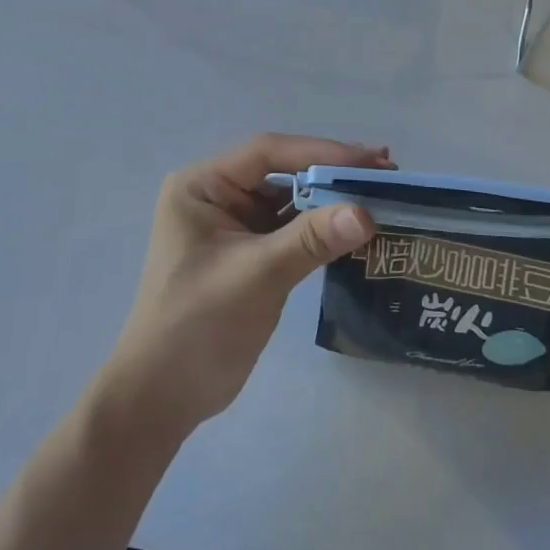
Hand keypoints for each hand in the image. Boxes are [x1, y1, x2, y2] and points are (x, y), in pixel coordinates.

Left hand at [91, 134, 387, 447]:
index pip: (267, 153)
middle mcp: (217, 195)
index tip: (371, 159)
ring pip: (290, 200)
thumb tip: (367, 213)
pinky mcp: (250, 253)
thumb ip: (310, 240)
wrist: (162, 397)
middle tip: (387, 172)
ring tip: (381, 196)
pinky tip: (358, 228)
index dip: (321, 152)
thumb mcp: (255, 275)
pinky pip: (292, 229)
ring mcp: (234, 224)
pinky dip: (322, 228)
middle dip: (332, 173)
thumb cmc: (196, 325)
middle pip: (282, 172)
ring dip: (331, 200)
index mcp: (203, 185)